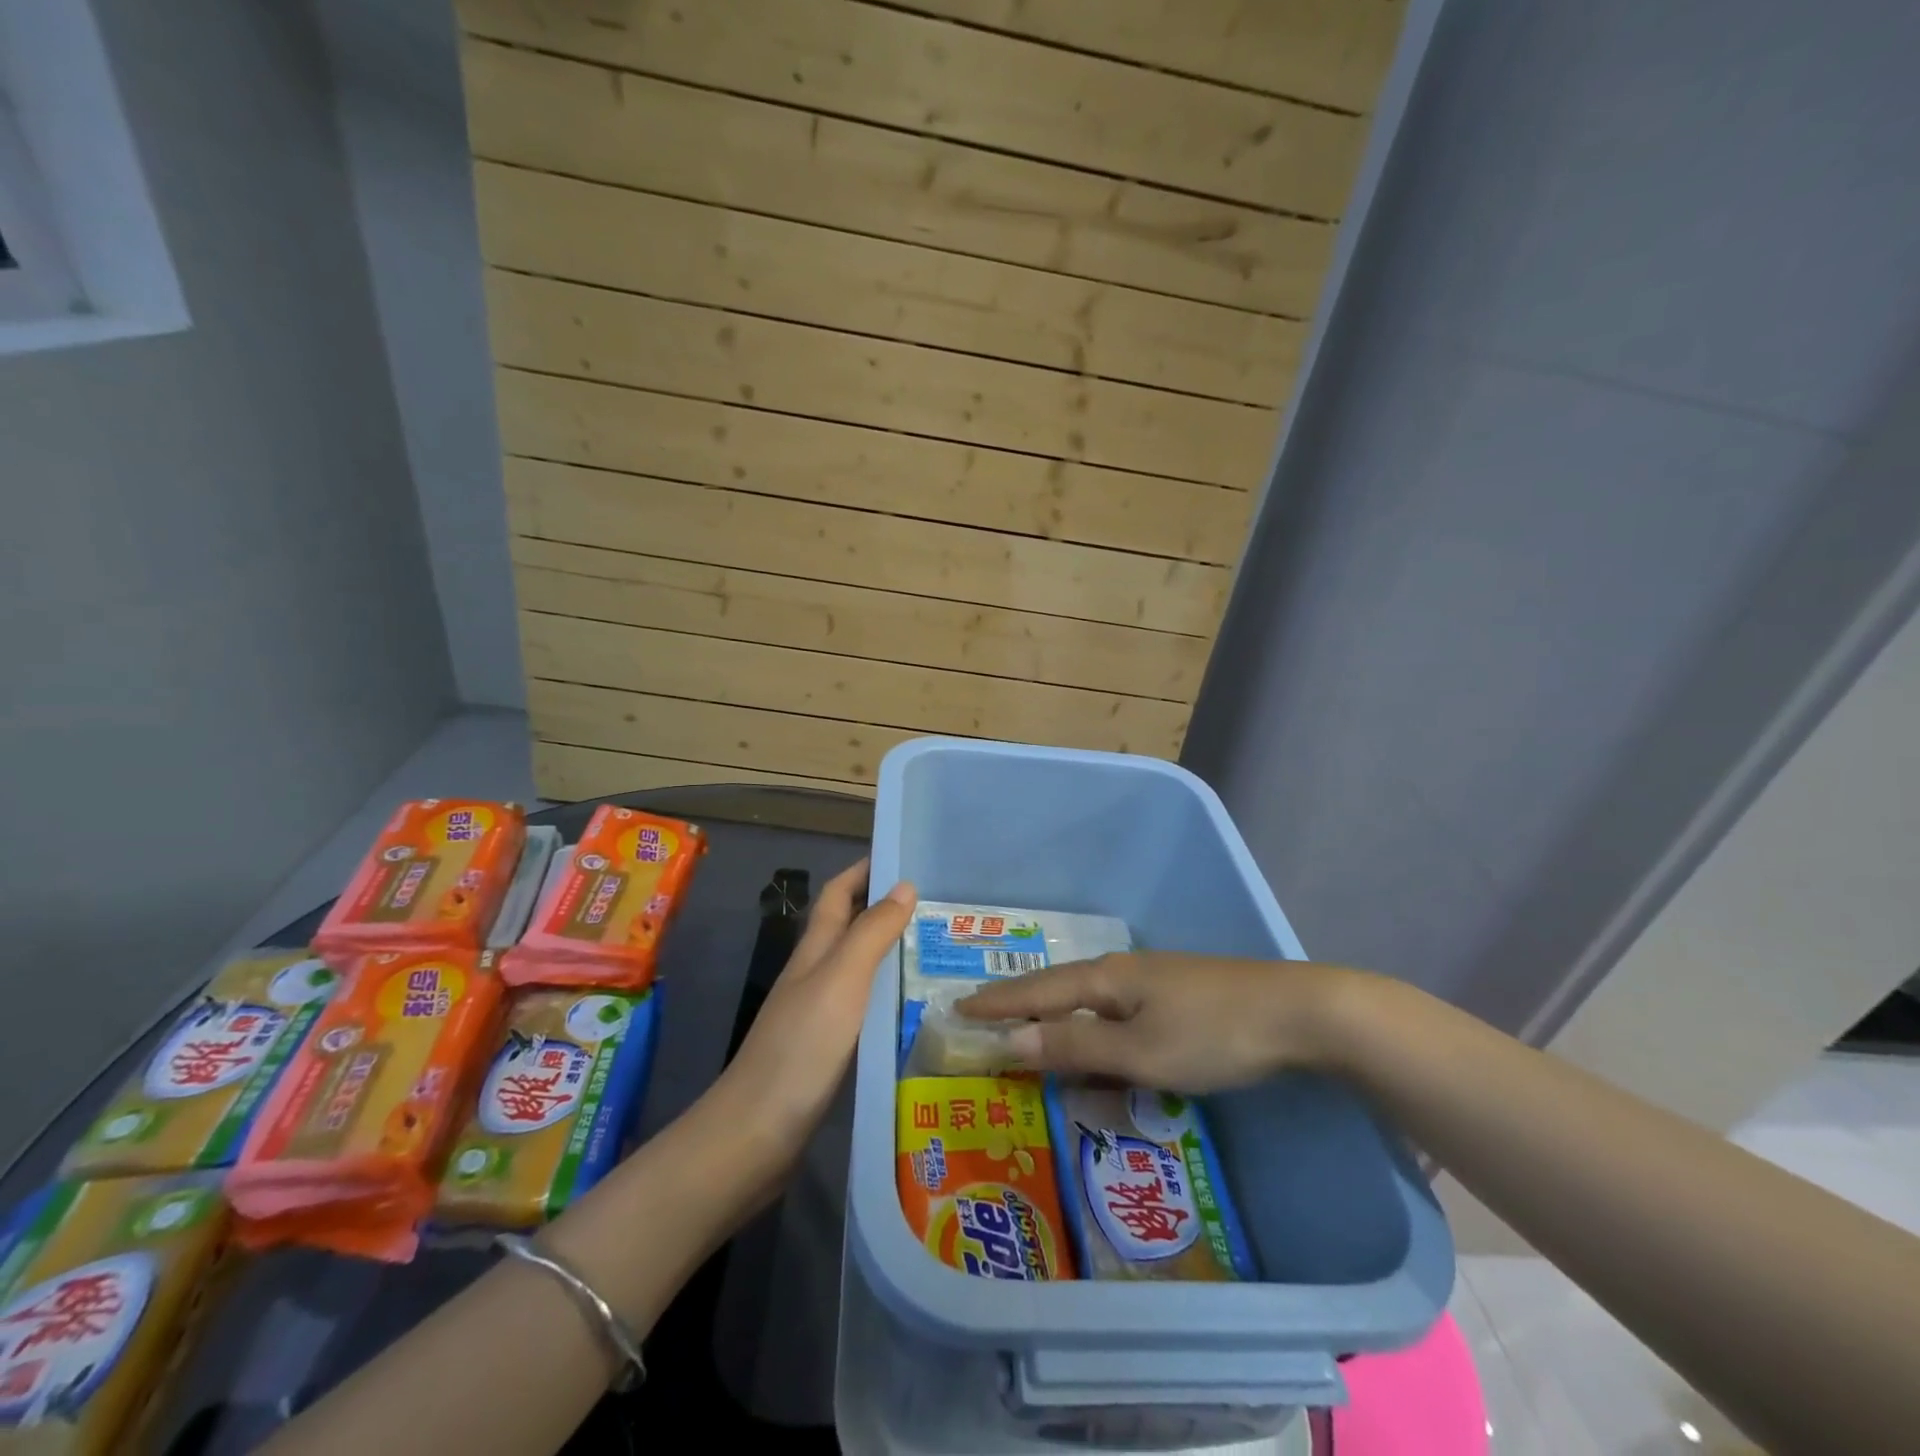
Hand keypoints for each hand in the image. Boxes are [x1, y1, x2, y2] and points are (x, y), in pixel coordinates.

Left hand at [708, 859, 914, 1165]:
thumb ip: (872, 933)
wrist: (756, 1134)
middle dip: (889, 910)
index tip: (904, 857)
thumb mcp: (841, 980)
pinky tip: (919, 1010)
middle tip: (942, 908)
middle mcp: (816, 975)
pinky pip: (866, 1009)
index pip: (838, 894)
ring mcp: (821, 1014)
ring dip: (894, 954)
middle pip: (851, 929)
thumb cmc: (801, 1046)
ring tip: (942, 953)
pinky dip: (891, 998)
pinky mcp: (830, 1050)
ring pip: (862, 970)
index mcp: (815, 951)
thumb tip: (904, 885)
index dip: (864, 871)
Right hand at [955, 952, 1365, 1092]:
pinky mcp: (1179, 995)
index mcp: (1106, 980)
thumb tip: (1010, 1042)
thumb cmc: (1212, 1035)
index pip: (1036, 993)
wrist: (1300, 1012)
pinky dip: (1091, 1024)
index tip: (957, 1009)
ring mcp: (1154, 980)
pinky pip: (1116, 1009)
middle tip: (983, 1016)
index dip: (997, 1004)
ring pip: (1089, 999)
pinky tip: (1097, 1037)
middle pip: (1059, 989)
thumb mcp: (1140, 1051)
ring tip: (1028, 1028)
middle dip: (1019, 1004)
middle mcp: (1123, 972)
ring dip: (1055, 1014)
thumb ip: (1075, 1048)